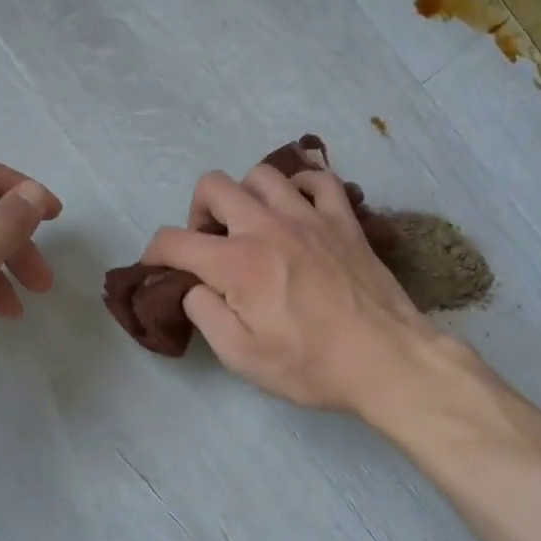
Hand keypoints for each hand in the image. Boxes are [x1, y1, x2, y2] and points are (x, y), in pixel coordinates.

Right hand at [142, 164, 438, 414]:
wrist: (387, 360)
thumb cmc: (311, 365)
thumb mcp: (241, 357)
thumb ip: (205, 314)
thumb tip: (195, 287)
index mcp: (237, 262)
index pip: (173, 240)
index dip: (153, 254)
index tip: (156, 269)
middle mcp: (268, 225)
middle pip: (212, 186)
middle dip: (198, 213)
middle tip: (210, 246)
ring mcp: (310, 216)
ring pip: (262, 174)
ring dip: (245, 196)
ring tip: (251, 227)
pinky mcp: (344, 219)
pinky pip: (317, 178)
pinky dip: (299, 186)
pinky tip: (296, 209)